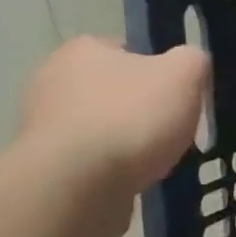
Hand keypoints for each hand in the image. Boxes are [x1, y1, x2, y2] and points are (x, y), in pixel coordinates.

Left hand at [19, 38, 210, 216]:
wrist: (77, 186)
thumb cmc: (132, 117)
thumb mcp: (184, 74)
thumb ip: (193, 60)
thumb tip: (190, 63)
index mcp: (82, 50)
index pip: (128, 51)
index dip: (159, 71)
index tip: (178, 95)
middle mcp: (52, 80)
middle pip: (114, 91)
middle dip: (141, 109)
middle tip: (172, 129)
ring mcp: (42, 126)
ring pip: (102, 128)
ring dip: (126, 142)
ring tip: (155, 161)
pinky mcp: (43, 166)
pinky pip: (89, 161)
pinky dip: (111, 170)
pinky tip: (131, 180)